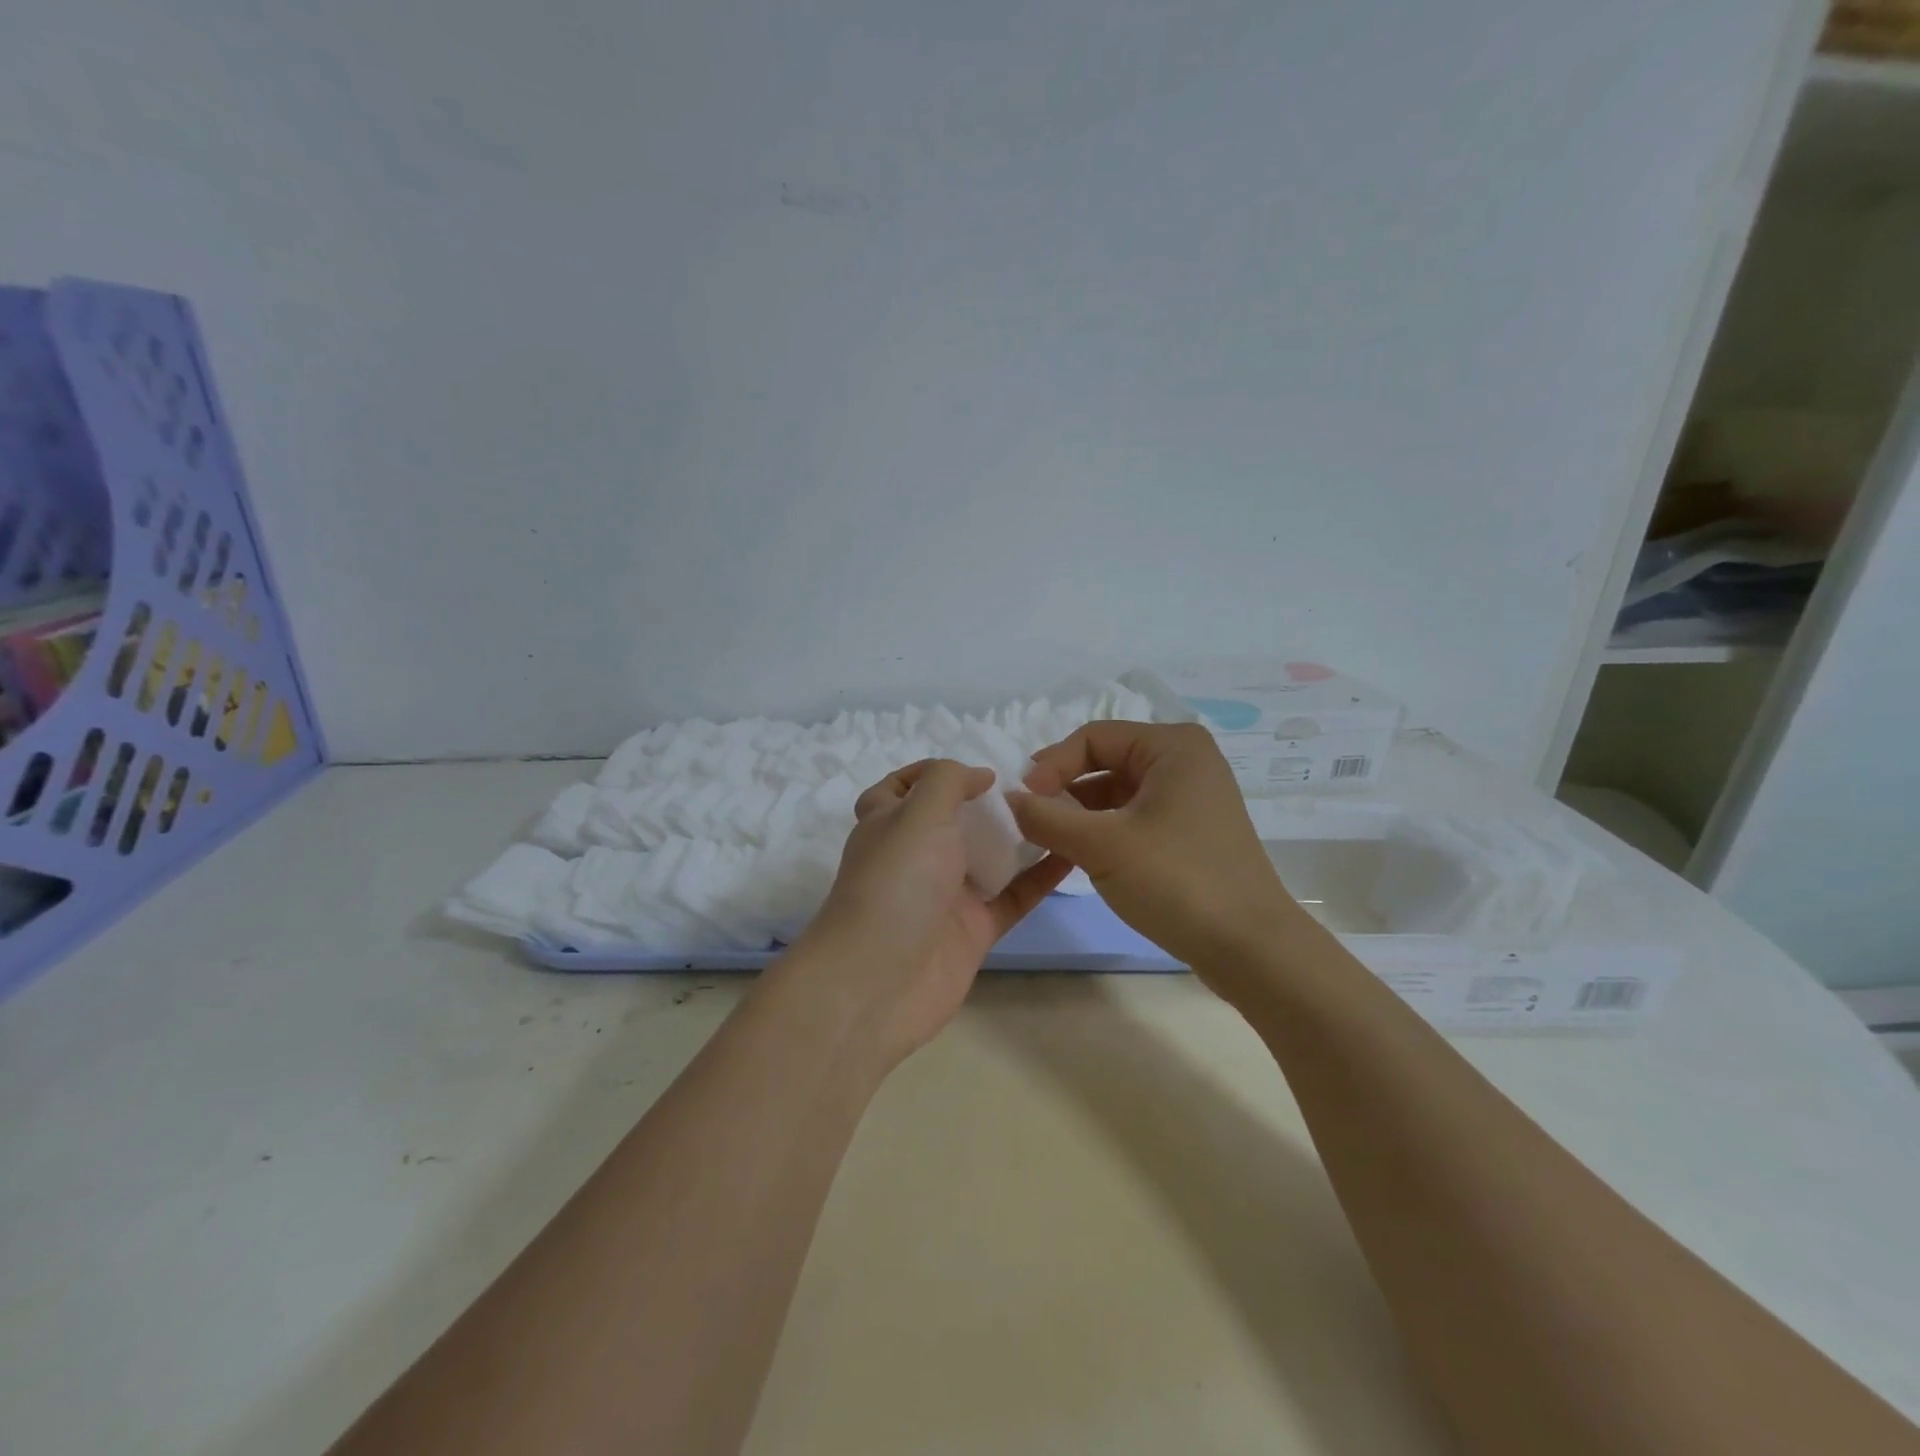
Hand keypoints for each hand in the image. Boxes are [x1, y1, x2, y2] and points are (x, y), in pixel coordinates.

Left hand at [785, 759, 1070, 1071]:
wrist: (880, 981)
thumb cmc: (896, 882)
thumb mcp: (918, 812)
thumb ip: (949, 780)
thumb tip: (979, 776)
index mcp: (888, 823)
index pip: (901, 788)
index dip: (930, 773)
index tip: (977, 768)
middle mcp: (914, 856)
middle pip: (953, 821)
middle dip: (988, 802)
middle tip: (1038, 784)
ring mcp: (945, 895)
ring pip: (988, 857)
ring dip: (1020, 835)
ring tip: (1065, 809)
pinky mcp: (973, 929)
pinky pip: (1013, 895)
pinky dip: (1041, 877)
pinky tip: (1073, 853)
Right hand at [1010, 722, 1310, 996]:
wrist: (1252, 949)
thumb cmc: (1178, 882)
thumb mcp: (1102, 845)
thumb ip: (1047, 817)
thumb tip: (1009, 799)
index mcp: (1172, 746)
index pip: (1092, 737)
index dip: (1051, 766)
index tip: (1022, 803)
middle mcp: (1185, 762)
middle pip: (1104, 761)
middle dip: (1064, 789)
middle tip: (1030, 820)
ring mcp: (1191, 798)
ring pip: (1117, 792)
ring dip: (1080, 813)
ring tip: (1049, 840)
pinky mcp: (1190, 832)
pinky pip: (1134, 817)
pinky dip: (1103, 831)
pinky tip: (1079, 855)